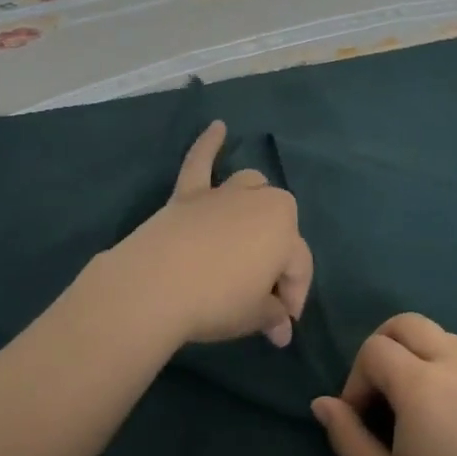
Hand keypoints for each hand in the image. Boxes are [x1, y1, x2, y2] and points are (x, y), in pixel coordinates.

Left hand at [87, 121, 312, 348]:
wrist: (157, 285)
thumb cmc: (217, 302)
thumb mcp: (254, 316)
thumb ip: (273, 316)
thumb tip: (282, 329)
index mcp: (286, 231)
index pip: (299, 267)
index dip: (293, 300)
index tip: (280, 328)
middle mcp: (260, 202)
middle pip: (279, 225)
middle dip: (276, 256)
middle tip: (262, 293)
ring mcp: (221, 194)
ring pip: (251, 186)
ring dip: (256, 205)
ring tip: (252, 230)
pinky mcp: (188, 194)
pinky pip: (200, 162)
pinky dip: (208, 144)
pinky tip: (217, 126)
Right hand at [311, 314, 456, 455]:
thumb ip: (347, 436)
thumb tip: (322, 403)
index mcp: (423, 386)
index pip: (375, 349)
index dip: (358, 378)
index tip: (362, 417)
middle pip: (408, 323)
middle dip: (385, 347)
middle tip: (384, 392)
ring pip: (444, 338)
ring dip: (422, 359)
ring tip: (424, 409)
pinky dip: (456, 374)